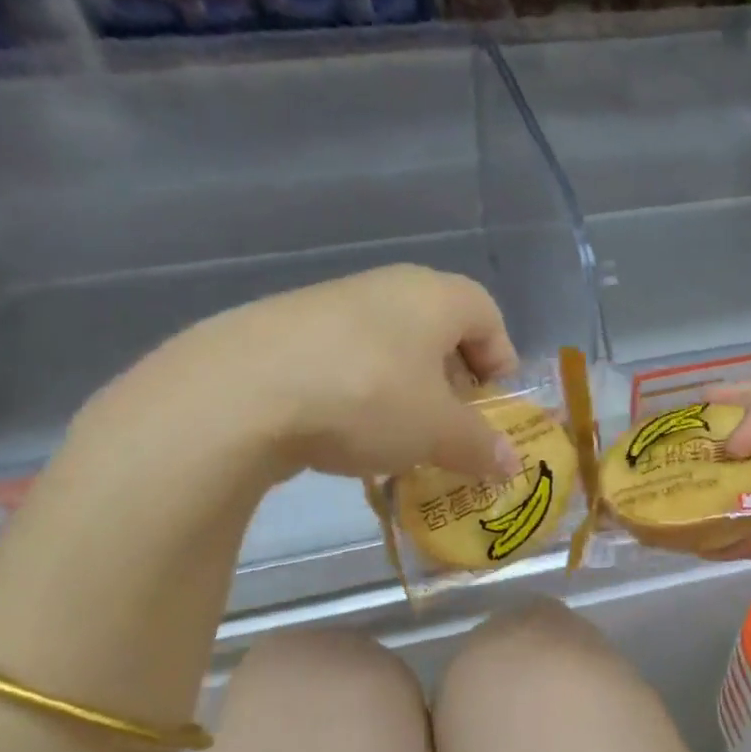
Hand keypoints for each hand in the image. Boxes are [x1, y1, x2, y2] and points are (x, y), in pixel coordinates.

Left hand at [88, 265, 522, 487]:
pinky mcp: (283, 328)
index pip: (488, 314)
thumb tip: (512, 464)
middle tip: (450, 425)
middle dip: (453, 379)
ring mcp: (329, 304)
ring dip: (405, 388)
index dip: (501, 360)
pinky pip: (344, 356)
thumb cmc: (367, 399)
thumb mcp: (437, 433)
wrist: (238, 394)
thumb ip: (481, 446)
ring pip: (389, 344)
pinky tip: (344, 431)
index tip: (494, 407)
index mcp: (434, 296)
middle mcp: (385, 287)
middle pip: (438, 328)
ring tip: (398, 437)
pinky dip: (359, 390)